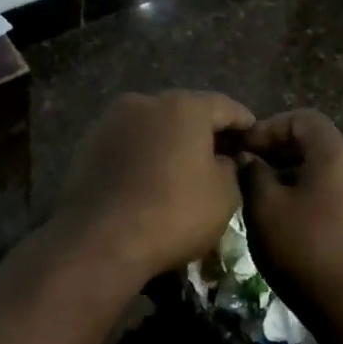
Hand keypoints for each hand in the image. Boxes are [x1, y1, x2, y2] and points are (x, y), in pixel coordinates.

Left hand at [53, 91, 255, 281]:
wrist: (100, 241)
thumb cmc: (174, 214)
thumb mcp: (224, 196)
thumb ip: (232, 168)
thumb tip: (226, 160)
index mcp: (184, 107)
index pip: (225, 107)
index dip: (244, 123)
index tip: (254, 136)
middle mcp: (145, 102)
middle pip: (185, 112)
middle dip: (205, 131)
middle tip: (222, 154)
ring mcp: (111, 122)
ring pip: (153, 127)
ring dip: (171, 142)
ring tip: (184, 168)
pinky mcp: (88, 145)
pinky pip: (129, 145)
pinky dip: (144, 155)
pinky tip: (151, 178)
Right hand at [239, 110, 342, 343]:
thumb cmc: (306, 252)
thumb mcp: (265, 210)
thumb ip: (254, 174)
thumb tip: (250, 158)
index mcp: (340, 154)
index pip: (302, 119)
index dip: (268, 128)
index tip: (242, 149)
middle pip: (320, 142)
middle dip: (281, 151)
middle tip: (249, 169)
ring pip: (332, 169)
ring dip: (298, 174)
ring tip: (267, 195)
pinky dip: (317, 193)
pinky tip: (295, 217)